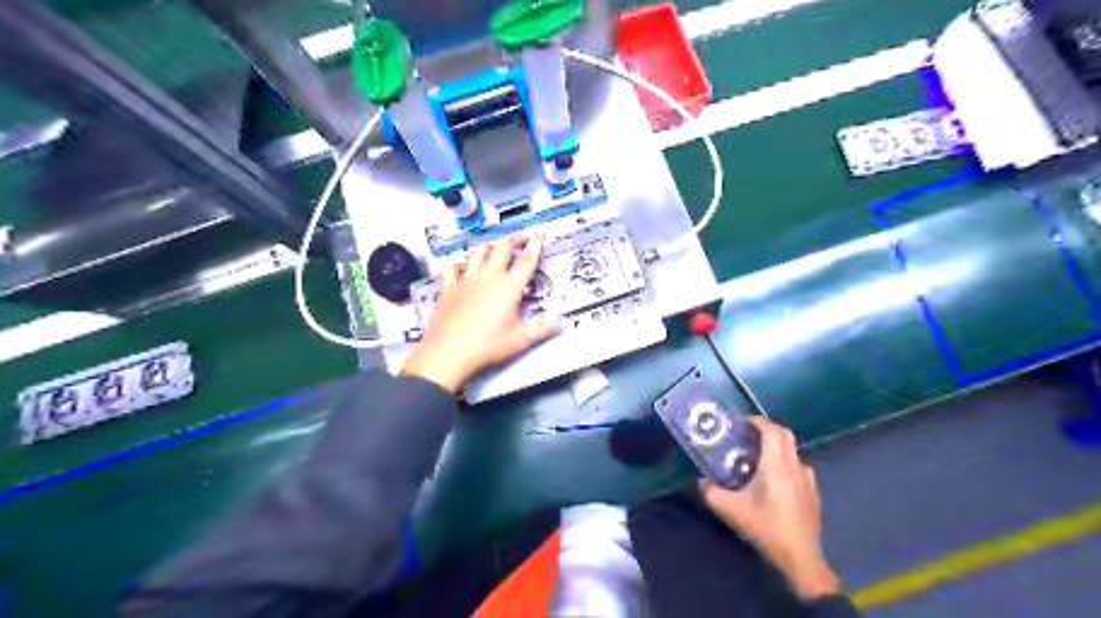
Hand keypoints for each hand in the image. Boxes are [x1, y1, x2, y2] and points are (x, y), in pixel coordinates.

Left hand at [400, 234, 560, 392]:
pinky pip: (452, 267)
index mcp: (509, 287)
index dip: (536, 246)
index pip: (526, 260)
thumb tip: (560, 324)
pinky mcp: (449, 287)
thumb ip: (542, 328)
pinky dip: (459, 263)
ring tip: (496, 249)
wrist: (450, 352)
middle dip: (514, 239)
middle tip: (522, 241)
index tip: (540, 236)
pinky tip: (462, 267)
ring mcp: (466, 279)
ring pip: (479, 252)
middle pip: (502, 247)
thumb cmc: (487, 345)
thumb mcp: (520, 339)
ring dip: (490, 247)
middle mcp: (489, 277)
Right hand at [694, 415, 844, 597]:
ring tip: (757, 456)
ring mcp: (808, 478)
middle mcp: (795, 465)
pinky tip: (773, 480)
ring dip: (776, 446)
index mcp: (777, 464)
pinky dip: (785, 462)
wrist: (800, 556)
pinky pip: (798, 466)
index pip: (771, 429)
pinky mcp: (813, 492)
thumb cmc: (766, 527)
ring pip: (792, 450)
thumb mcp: (731, 510)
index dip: (757, 421)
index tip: (741, 422)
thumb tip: (701, 480)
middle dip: (766, 429)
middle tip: (747, 435)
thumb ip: (711, 492)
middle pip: (785, 434)